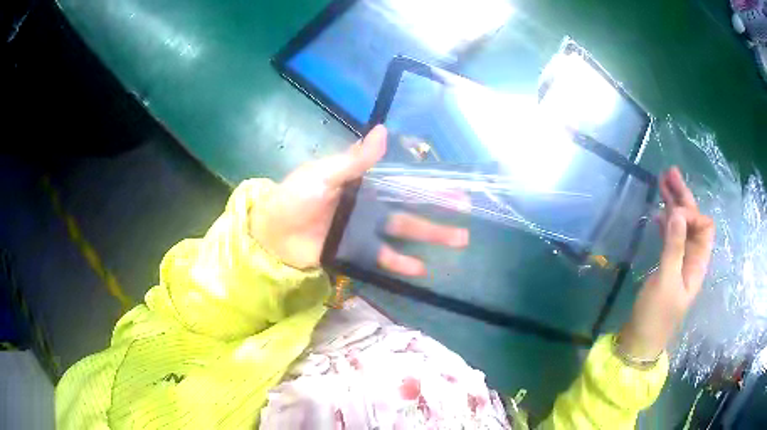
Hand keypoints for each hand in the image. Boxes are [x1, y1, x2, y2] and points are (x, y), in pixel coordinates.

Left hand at [250, 125, 468, 274]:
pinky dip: (401, 263)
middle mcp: (367, 205)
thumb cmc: (293, 198)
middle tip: (466, 215)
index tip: (454, 187)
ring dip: (430, 236)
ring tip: (458, 241)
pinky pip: (382, 257)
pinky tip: (421, 270)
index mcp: (361, 182)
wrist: (271, 234)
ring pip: (402, 232)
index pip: (402, 181)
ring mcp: (363, 230)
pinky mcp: (355, 252)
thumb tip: (384, 131)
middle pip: (409, 208)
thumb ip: (353, 160)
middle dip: (437, 211)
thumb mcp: (322, 175)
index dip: (427, 183)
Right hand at [619, 167, 714, 359]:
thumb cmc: (656, 316)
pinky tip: (659, 214)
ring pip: (681, 227)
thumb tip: (677, 212)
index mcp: (698, 263)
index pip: (704, 226)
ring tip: (662, 184)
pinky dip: (667, 222)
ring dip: (673, 205)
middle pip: (693, 221)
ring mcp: (680, 262)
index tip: (673, 215)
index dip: (691, 214)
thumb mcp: (666, 282)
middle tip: (669, 173)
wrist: (640, 341)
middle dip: (683, 197)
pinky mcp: (667, 266)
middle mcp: (692, 259)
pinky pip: (671, 237)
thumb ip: (673, 247)